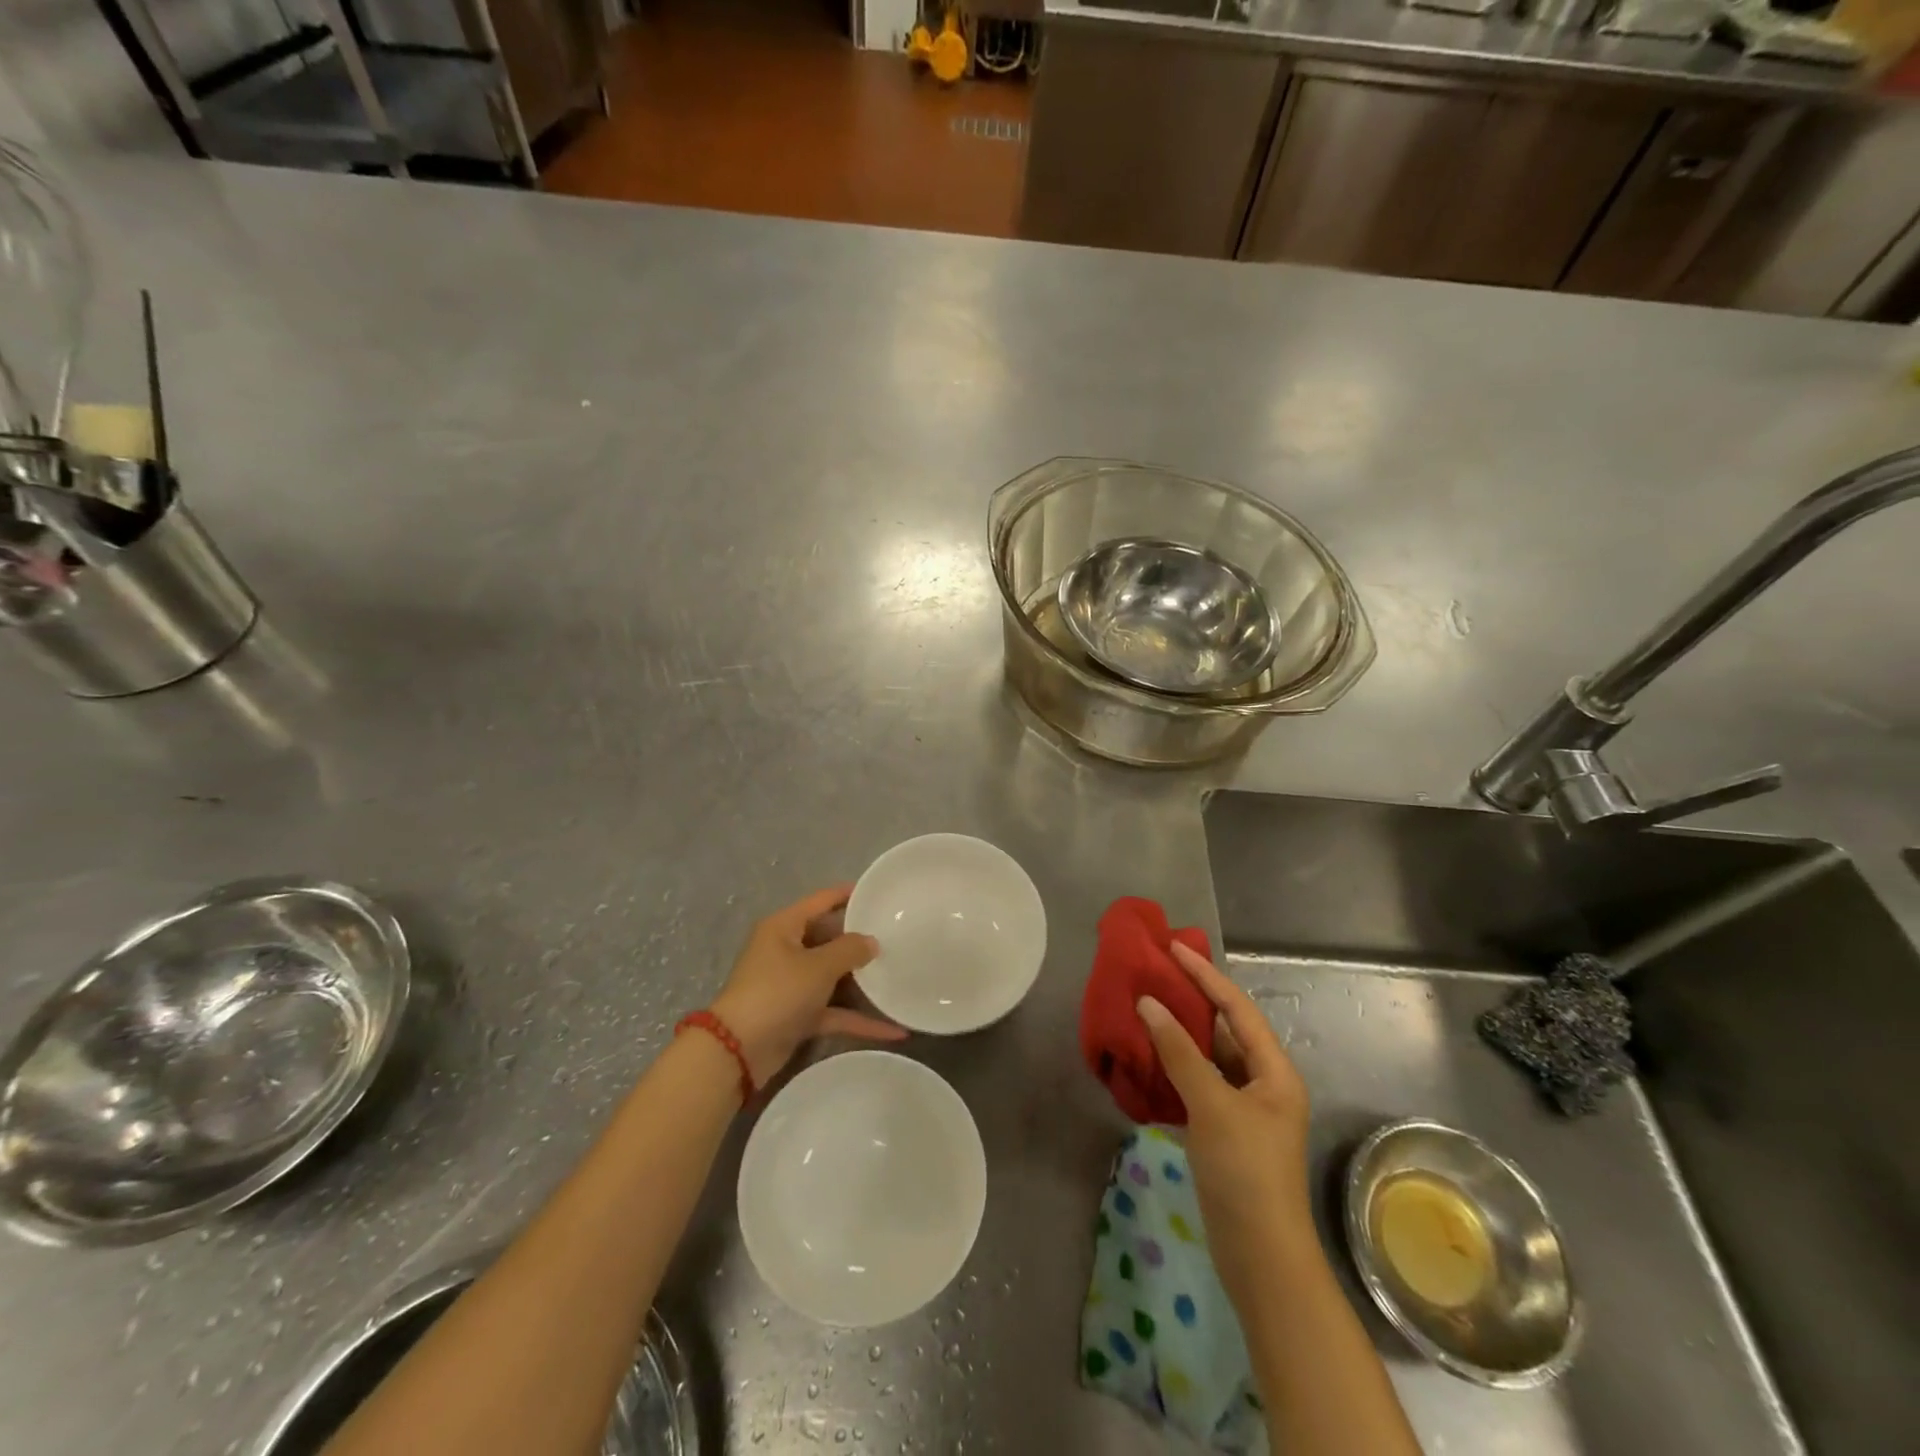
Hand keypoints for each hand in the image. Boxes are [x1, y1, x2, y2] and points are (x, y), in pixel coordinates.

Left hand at [710, 885, 904, 1086]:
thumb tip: (872, 942)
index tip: (877, 891)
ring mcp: (791, 984)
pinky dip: (858, 1019)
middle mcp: (786, 950)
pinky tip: (892, 1030)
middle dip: (859, 941)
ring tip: (899, 974)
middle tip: (896, 936)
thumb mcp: (818, 966)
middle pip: (829, 938)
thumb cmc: (777, 992)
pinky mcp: (797, 1015)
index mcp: (784, 927)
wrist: (738, 1051)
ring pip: (832, 976)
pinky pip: (833, 1011)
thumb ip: (850, 950)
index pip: (821, 900)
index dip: (847, 894)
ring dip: (861, 981)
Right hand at [1137, 942, 1315, 1293]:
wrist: (1261, 1258)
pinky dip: (1171, 1071)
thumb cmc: (1246, 1172)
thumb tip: (1148, 1004)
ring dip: (1176, 1037)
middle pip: (1223, 1031)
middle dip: (1189, 1003)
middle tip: (1153, 976)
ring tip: (1142, 1010)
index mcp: (1274, 1071)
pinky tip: (1144, 1061)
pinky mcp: (1223, 1133)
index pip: (1237, 1008)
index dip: (1206, 976)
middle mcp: (1262, 1084)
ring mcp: (1243, 1110)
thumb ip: (1179, 1052)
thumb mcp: (1213, 1105)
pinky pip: (1195, 1086)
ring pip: (1206, 1059)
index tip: (1173, 949)